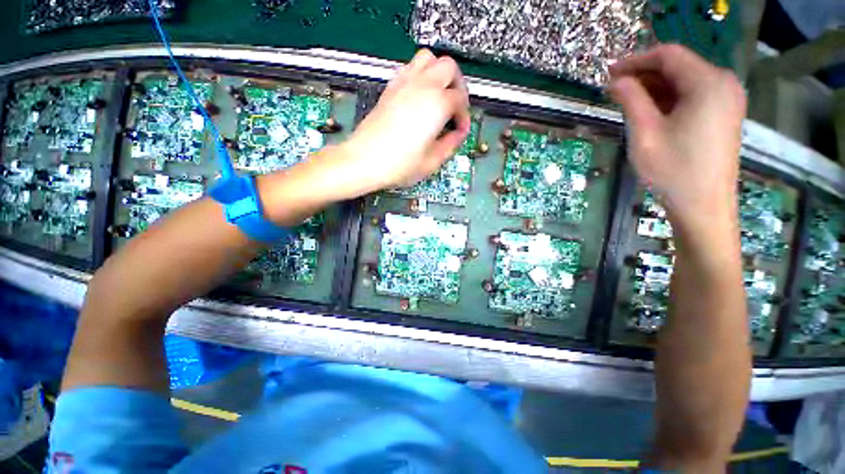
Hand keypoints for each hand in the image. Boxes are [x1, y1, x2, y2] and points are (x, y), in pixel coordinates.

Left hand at [338, 49, 470, 192]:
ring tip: (439, 97)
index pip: (460, 100)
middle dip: (458, 86)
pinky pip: (410, 67)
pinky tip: (420, 97)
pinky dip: (421, 75)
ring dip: (439, 73)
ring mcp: (404, 83)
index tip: (460, 131)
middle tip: (455, 108)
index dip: (464, 116)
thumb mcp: (432, 161)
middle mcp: (422, 86)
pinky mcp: (390, 88)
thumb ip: (451, 145)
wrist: (364, 160)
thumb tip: (458, 135)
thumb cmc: (399, 164)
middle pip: (449, 67)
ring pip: (429, 58)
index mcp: (437, 104)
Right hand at [609, 45, 746, 231]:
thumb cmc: (672, 171)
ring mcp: (727, 99)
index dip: (636, 60)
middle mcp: (723, 84)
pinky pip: (693, 94)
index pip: (668, 55)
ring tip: (626, 101)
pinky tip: (650, 110)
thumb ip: (631, 101)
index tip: (610, 72)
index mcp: (707, 84)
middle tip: (614, 89)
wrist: (703, 206)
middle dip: (644, 74)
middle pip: (679, 65)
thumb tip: (616, 81)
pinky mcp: (724, 113)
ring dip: (655, 87)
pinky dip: (669, 98)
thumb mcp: (645, 134)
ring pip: (685, 80)